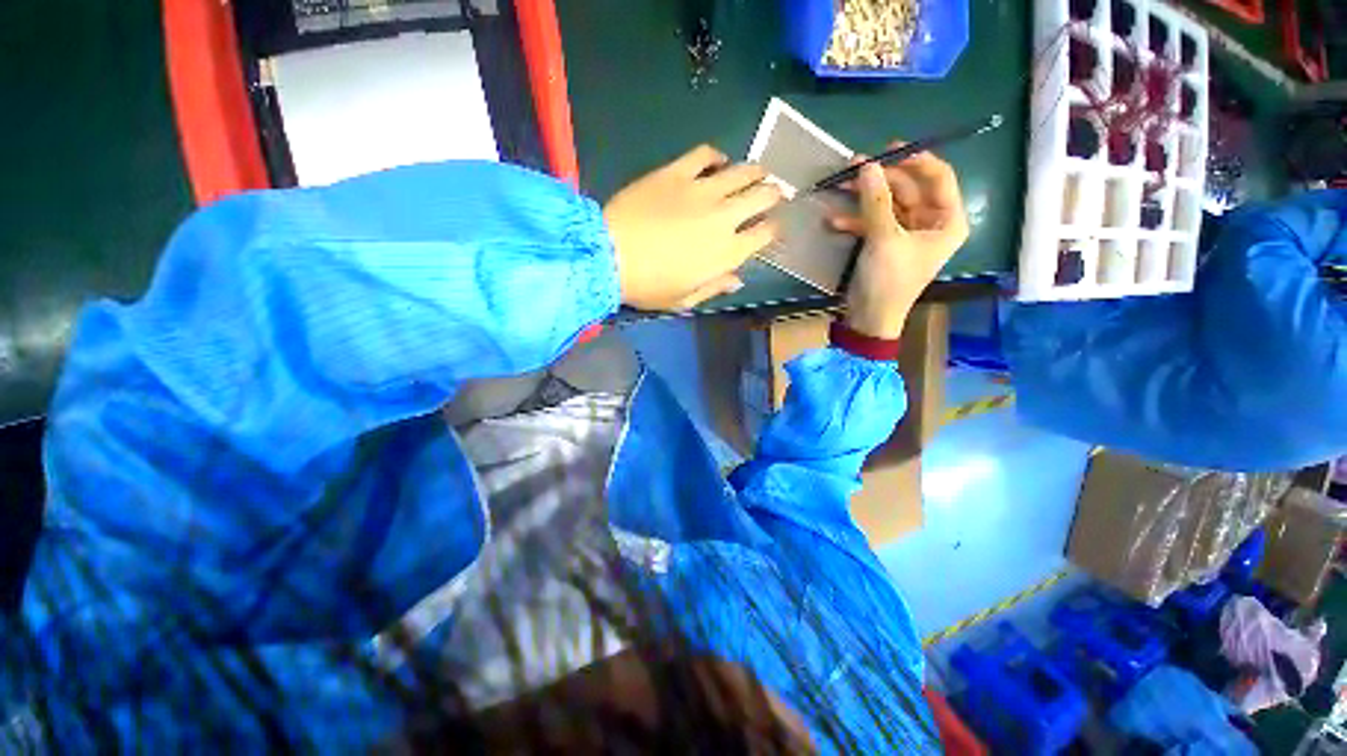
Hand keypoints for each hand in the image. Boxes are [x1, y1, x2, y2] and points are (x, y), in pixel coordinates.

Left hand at [604, 145, 781, 310]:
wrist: (610, 255)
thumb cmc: (648, 286)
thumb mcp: (684, 300)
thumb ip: (714, 288)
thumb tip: (737, 280)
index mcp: (726, 253)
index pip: (763, 234)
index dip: (773, 229)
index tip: (772, 227)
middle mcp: (722, 218)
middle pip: (762, 196)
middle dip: (773, 194)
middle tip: (773, 193)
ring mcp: (701, 191)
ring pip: (742, 171)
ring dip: (755, 171)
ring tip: (757, 173)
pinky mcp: (677, 172)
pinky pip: (705, 154)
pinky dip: (717, 155)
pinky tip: (719, 161)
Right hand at [829, 146, 968, 339]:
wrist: (869, 318)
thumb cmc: (888, 281)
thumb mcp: (884, 239)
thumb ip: (876, 201)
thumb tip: (867, 165)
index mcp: (947, 221)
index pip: (939, 177)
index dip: (916, 160)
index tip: (889, 149)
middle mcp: (930, 223)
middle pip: (909, 188)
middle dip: (881, 178)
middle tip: (854, 164)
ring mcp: (906, 233)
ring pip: (888, 203)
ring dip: (864, 195)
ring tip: (839, 183)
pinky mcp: (885, 242)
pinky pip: (873, 221)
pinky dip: (855, 219)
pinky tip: (834, 219)